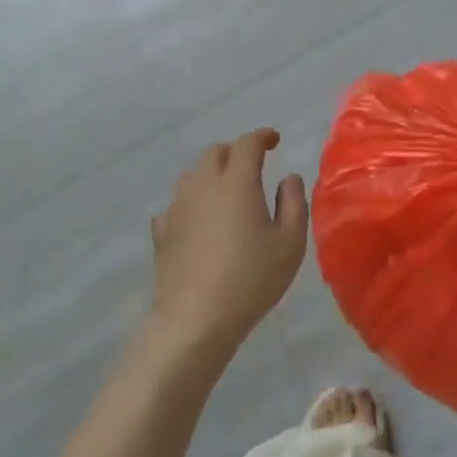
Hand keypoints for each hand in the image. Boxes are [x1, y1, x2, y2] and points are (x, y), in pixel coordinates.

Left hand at [148, 129, 308, 359]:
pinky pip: (177, 204)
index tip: (274, 140)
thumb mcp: (290, 243)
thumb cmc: (251, 279)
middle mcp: (203, 185)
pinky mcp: (162, 231)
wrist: (196, 319)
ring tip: (227, 191)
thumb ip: (293, 203)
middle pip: (215, 152)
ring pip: (193, 174)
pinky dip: (192, 202)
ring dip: (212, 173)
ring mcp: (178, 207)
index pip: (247, 144)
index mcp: (237, 182)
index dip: (262, 137)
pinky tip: (199, 219)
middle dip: (235, 152)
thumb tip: (288, 178)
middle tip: (252, 166)